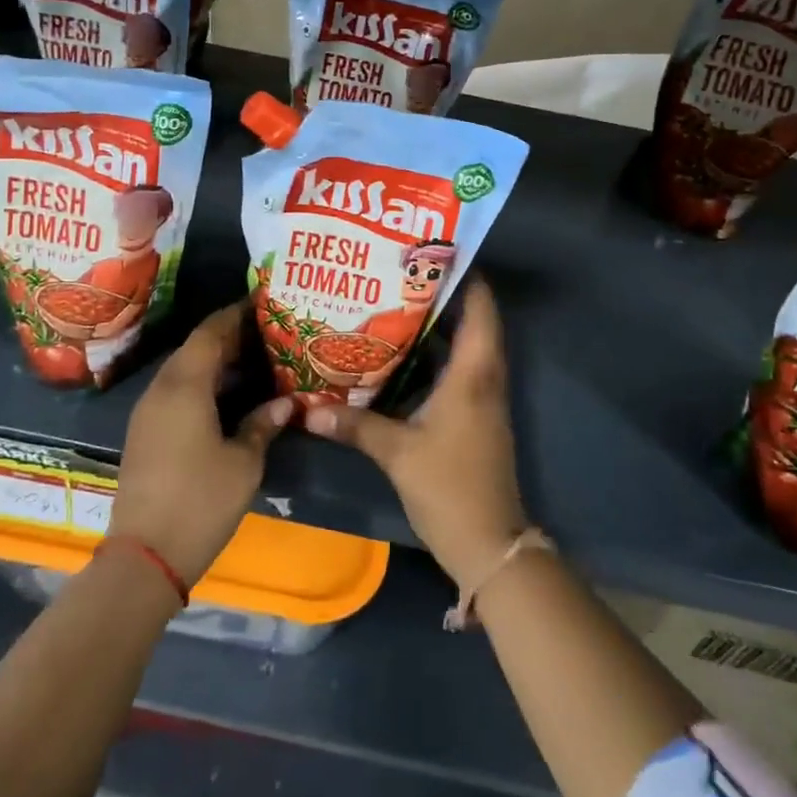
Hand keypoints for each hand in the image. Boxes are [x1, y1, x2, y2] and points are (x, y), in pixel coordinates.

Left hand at [111, 305, 292, 585]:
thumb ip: (262, 424)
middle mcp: (161, 389)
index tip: (263, 304)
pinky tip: (226, 395)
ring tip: (252, 359)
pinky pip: (174, 390)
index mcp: (185, 386)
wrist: (143, 558)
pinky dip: (200, 381)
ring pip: (183, 368)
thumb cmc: (200, 502)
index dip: (236, 314)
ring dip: (213, 359)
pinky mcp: (143, 432)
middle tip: (266, 333)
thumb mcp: (243, 463)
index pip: (211, 332)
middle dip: (228, 335)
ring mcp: (147, 411)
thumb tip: (284, 402)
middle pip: (195, 346)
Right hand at [304, 281, 527, 587]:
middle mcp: (485, 376)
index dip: (464, 275)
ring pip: (467, 345)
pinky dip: (437, 354)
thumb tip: (307, 409)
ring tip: (395, 302)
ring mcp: (484, 397)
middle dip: (442, 294)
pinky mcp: (476, 415)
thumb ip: (354, 425)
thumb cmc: (449, 487)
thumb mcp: (397, 453)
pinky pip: (461, 369)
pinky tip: (402, 355)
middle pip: (473, 319)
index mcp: (474, 372)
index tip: (431, 251)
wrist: (489, 544)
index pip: (480, 307)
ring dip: (439, 324)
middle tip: (399, 273)